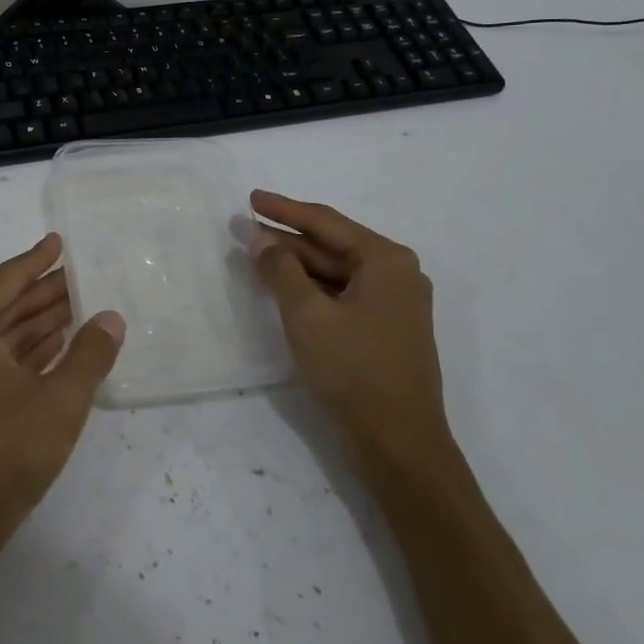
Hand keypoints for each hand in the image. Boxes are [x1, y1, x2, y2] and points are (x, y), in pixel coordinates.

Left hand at [0, 234, 125, 561]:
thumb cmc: (2, 450)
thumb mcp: (59, 399)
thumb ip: (90, 354)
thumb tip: (111, 318)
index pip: (9, 279)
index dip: (38, 259)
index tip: (60, 240)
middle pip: (4, 305)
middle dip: (43, 294)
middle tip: (82, 278)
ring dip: (36, 325)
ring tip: (78, 311)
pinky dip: (23, 354)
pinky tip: (54, 351)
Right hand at [247, 190, 449, 471]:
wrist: (400, 445)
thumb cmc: (354, 371)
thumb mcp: (307, 315)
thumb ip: (280, 269)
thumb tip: (259, 238)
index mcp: (386, 260)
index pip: (325, 222)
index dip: (284, 209)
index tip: (251, 198)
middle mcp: (396, 274)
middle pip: (331, 245)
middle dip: (286, 239)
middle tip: (243, 228)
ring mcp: (394, 304)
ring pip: (335, 272)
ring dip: (296, 264)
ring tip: (255, 255)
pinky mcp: (386, 329)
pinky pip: (342, 295)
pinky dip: (311, 289)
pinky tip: (283, 288)